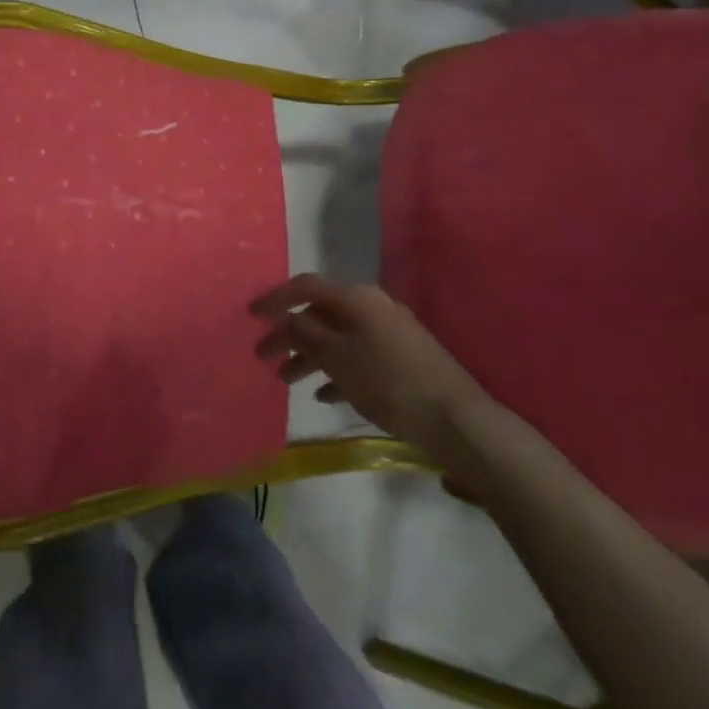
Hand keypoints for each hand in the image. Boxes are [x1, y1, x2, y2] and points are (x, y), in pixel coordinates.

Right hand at [252, 274, 493, 463]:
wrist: (457, 420)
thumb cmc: (388, 382)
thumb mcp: (337, 357)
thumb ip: (305, 334)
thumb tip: (285, 320)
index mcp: (356, 299)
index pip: (306, 287)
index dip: (275, 299)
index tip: (251, 315)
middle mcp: (373, 307)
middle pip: (320, 315)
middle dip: (290, 335)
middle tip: (264, 356)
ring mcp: (390, 334)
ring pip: (338, 338)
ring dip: (310, 357)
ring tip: (287, 380)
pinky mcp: (402, 360)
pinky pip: (358, 358)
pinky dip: (337, 371)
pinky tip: (324, 395)